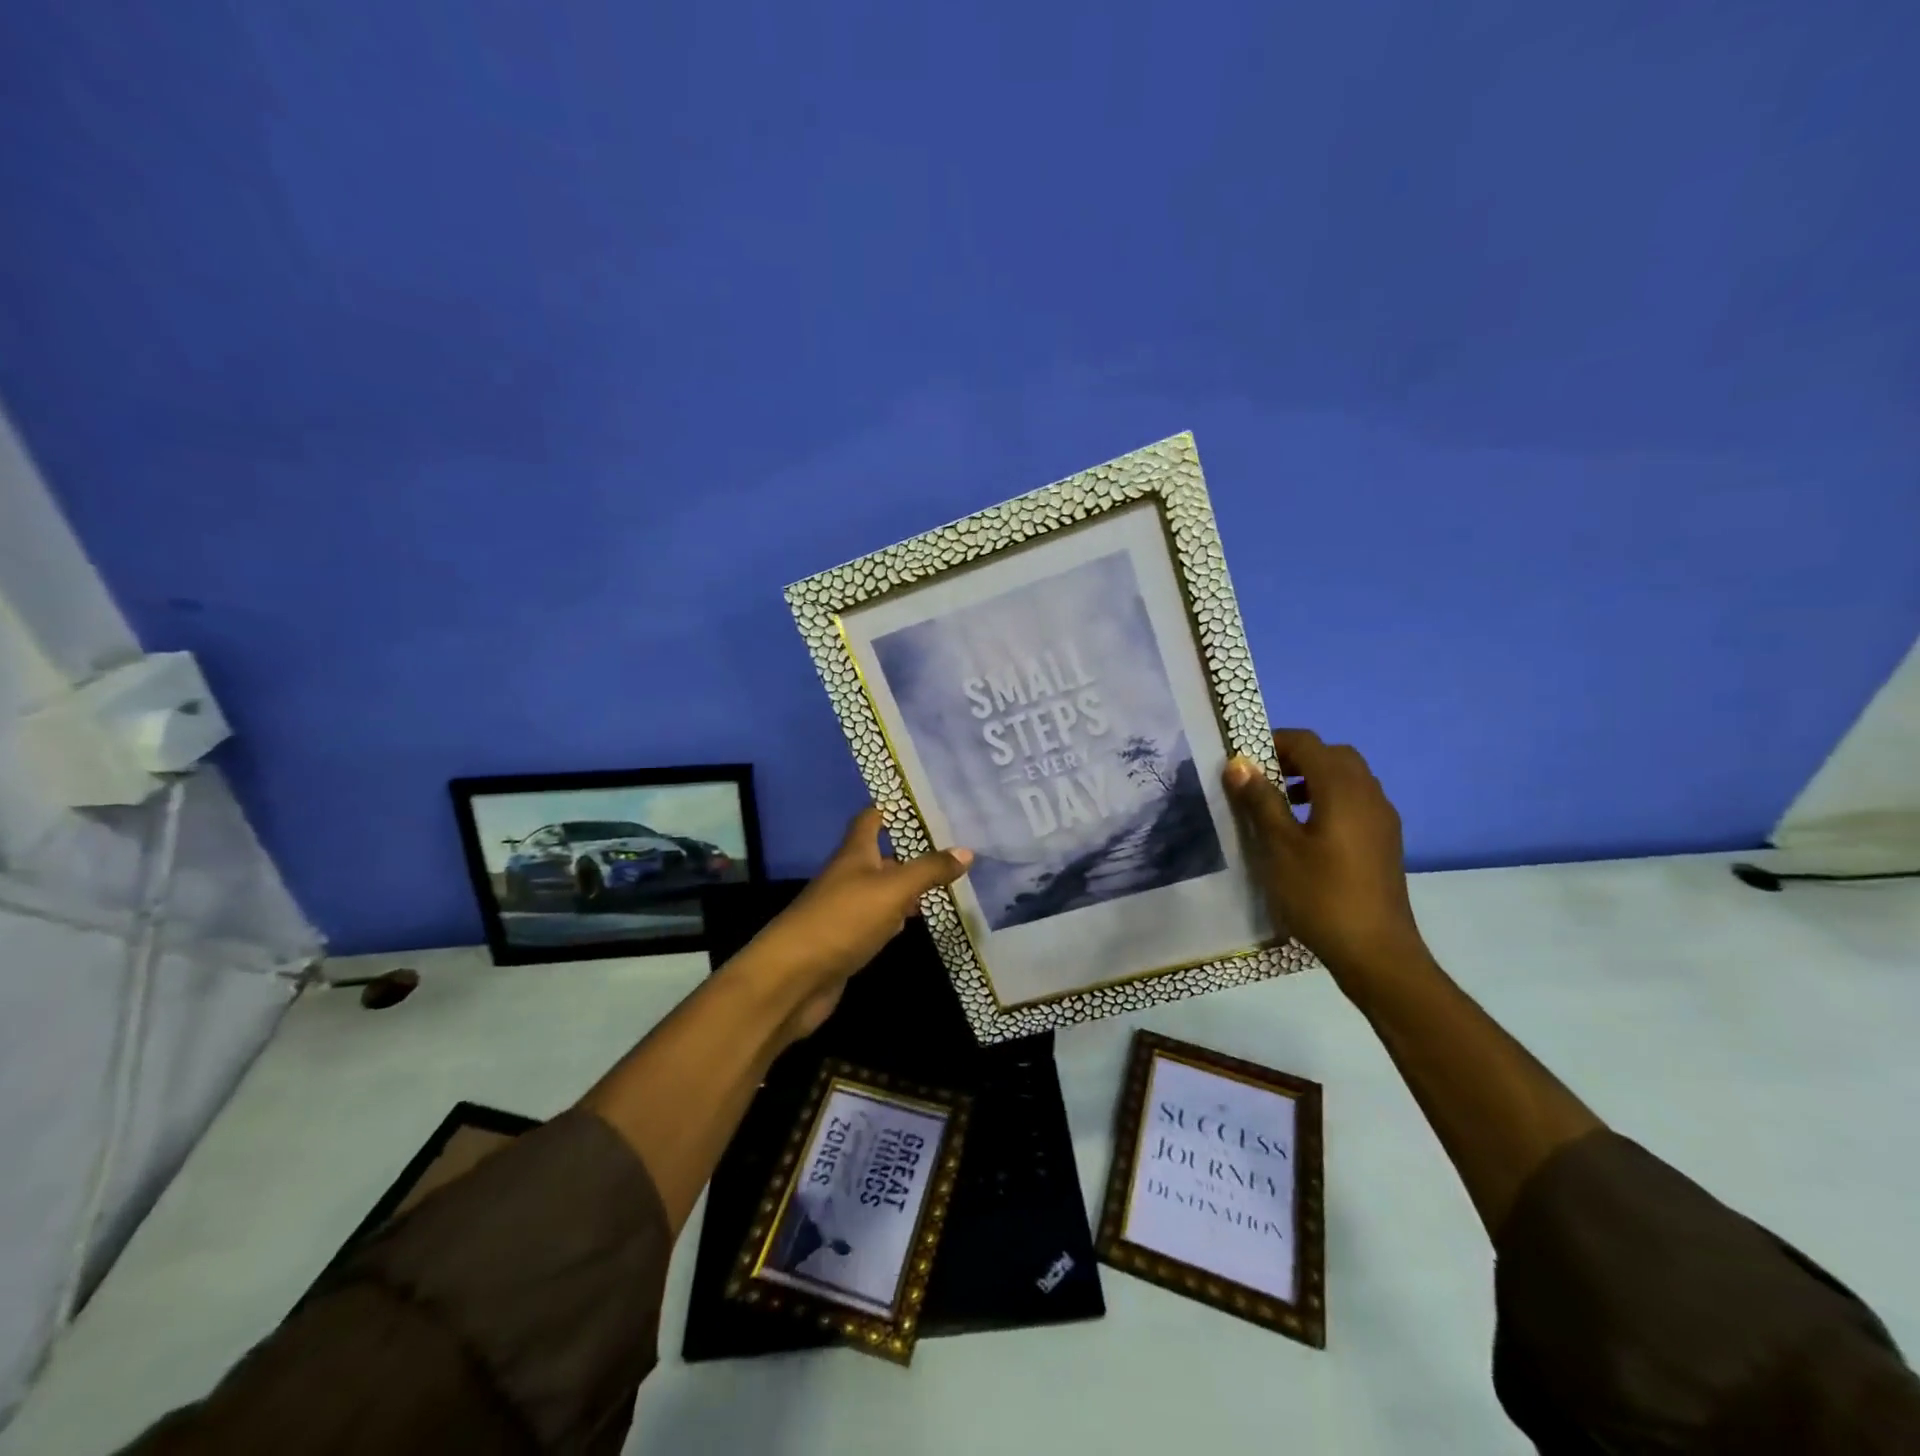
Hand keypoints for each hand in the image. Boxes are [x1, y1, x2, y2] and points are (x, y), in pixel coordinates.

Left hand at [731, 807, 972, 1043]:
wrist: (793, 978)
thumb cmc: (843, 920)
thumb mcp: (893, 889)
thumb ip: (928, 870)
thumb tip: (966, 850)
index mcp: (854, 854)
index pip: (871, 818)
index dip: (892, 808)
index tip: (924, 804)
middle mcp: (848, 876)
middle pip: (880, 855)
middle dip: (911, 851)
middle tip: (950, 848)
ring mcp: (845, 910)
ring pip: (881, 889)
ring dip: (907, 886)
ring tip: (944, 882)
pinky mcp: (846, 940)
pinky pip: (877, 920)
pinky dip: (896, 918)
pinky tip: (914, 922)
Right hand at [1224, 729, 1429, 986]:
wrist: (1376, 952)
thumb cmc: (1320, 895)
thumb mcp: (1278, 846)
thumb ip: (1260, 800)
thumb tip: (1239, 763)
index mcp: (1343, 789)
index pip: (1308, 743)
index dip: (1274, 742)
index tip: (1243, 759)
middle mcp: (1368, 794)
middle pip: (1333, 755)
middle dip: (1296, 757)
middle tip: (1262, 778)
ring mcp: (1382, 819)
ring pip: (1348, 778)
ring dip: (1313, 778)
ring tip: (1279, 804)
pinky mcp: (1385, 841)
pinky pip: (1356, 801)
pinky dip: (1329, 799)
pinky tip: (1306, 832)